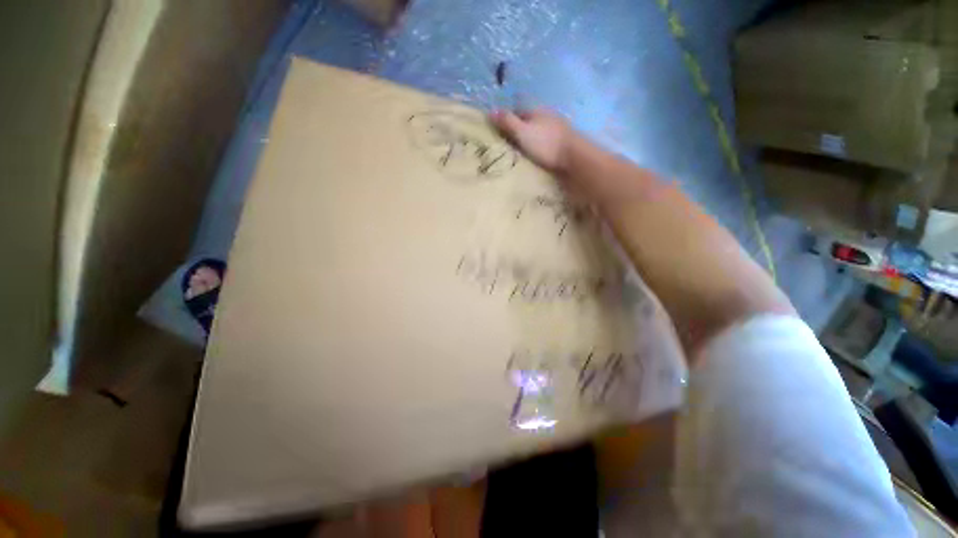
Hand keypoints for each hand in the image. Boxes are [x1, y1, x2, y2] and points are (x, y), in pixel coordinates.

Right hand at [489, 109, 572, 172]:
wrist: (574, 156)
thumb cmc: (545, 144)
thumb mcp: (522, 133)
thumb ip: (507, 122)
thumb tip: (490, 111)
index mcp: (536, 110)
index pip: (517, 112)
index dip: (507, 121)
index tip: (500, 134)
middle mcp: (547, 115)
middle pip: (528, 121)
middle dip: (519, 130)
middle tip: (509, 144)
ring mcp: (557, 127)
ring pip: (539, 130)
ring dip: (531, 138)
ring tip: (522, 151)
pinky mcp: (564, 140)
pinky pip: (547, 140)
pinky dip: (540, 145)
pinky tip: (538, 154)